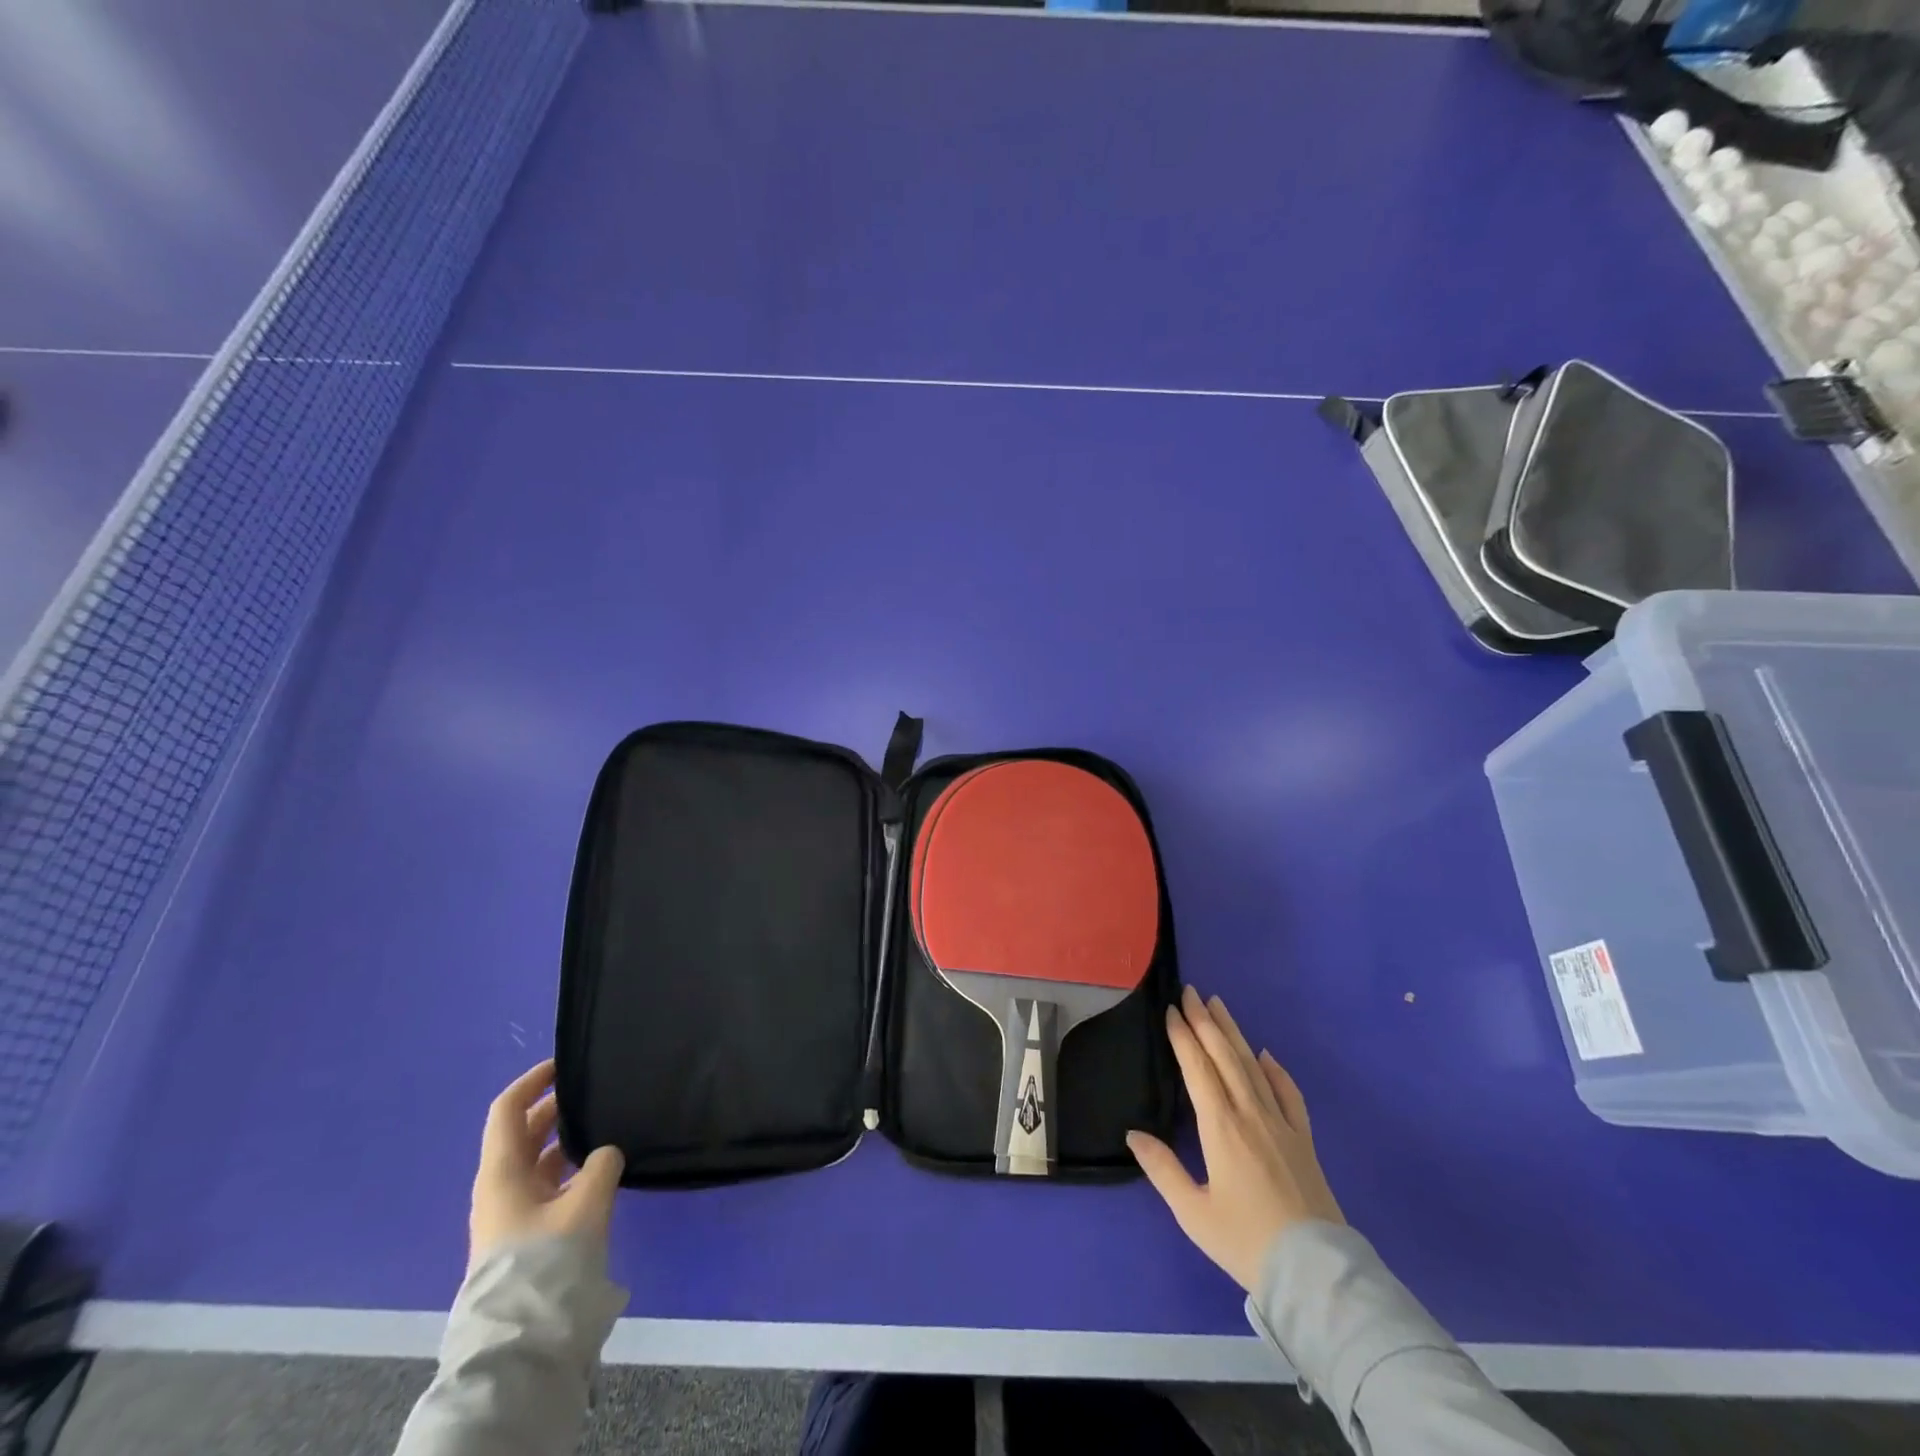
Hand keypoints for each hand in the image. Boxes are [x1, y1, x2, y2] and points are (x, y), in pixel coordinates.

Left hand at [469, 1059, 624, 1271]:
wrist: (523, 1338)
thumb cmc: (547, 1258)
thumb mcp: (585, 1202)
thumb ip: (601, 1163)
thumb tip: (605, 1153)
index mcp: (501, 1172)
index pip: (507, 1110)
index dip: (532, 1081)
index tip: (564, 1064)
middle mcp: (500, 1188)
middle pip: (523, 1134)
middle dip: (555, 1109)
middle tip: (595, 1093)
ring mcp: (511, 1215)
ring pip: (538, 1162)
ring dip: (566, 1141)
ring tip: (605, 1127)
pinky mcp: (527, 1237)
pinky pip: (548, 1187)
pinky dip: (571, 1170)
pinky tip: (601, 1170)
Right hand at [1127, 987, 1343, 1291]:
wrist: (1314, 1273)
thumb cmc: (1245, 1241)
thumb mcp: (1193, 1212)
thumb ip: (1162, 1169)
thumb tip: (1133, 1134)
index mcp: (1221, 1126)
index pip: (1198, 1068)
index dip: (1183, 1037)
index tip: (1171, 1010)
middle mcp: (1250, 1113)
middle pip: (1225, 1056)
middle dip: (1206, 1021)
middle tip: (1191, 992)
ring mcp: (1281, 1124)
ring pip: (1253, 1066)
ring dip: (1234, 1033)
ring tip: (1220, 1006)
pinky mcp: (1303, 1139)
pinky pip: (1289, 1094)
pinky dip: (1277, 1070)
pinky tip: (1267, 1055)